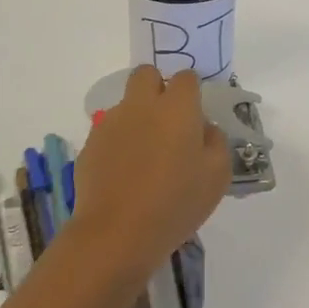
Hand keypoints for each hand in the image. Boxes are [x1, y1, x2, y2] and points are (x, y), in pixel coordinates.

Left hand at [70, 66, 230, 279]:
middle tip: (168, 120)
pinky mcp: (91, 144)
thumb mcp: (217, 175)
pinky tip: (126, 173)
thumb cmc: (176, 203)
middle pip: (146, 74)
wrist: (117, 233)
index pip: (186, 77)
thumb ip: (216, 141)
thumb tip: (204, 128)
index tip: (195, 114)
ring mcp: (111, 123)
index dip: (192, 91)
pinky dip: (119, 142)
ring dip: (138, 117)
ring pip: (126, 104)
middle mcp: (141, 105)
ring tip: (146, 156)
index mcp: (177, 108)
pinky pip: (109, 131)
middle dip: (157, 87)